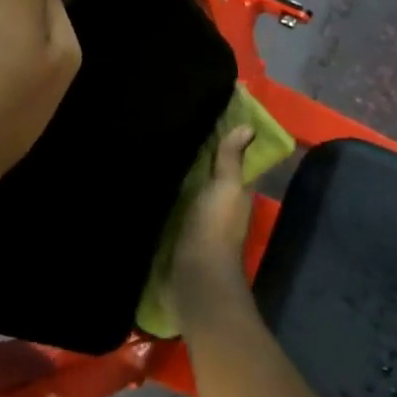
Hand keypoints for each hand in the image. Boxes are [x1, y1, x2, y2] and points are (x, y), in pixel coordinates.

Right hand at [170, 125, 255, 321]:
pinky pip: (173, 210)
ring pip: (190, 194)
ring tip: (154, 151)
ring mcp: (198, 224)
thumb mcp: (226, 187)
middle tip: (172, 130)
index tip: (204, 118)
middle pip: (208, 178)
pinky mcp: (177, 237)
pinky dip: (165, 198)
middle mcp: (219, 208)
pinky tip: (147, 183)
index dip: (222, 144)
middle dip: (196, 160)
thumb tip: (249, 126)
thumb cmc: (214, 227)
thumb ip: (232, 160)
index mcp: (235, 195)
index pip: (231, 164)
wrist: (193, 278)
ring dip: (178, 178)